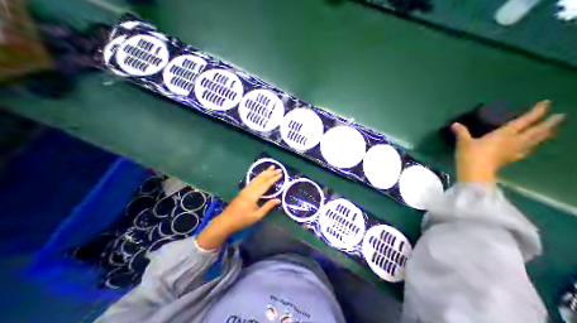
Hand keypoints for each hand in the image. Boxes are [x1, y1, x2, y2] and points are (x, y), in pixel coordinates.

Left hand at [197, 165, 281, 251]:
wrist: (227, 221)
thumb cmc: (242, 220)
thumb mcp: (257, 215)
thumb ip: (267, 206)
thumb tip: (278, 200)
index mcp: (253, 195)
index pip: (265, 185)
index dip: (273, 179)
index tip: (280, 174)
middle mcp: (249, 190)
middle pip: (260, 179)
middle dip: (269, 173)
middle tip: (278, 168)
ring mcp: (245, 190)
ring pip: (256, 179)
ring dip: (264, 173)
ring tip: (271, 168)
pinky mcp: (243, 191)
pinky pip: (252, 181)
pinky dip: (258, 177)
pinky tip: (261, 176)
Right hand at [451, 100, 563, 181]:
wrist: (475, 174)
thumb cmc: (471, 155)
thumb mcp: (464, 142)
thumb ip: (461, 132)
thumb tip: (455, 125)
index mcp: (504, 134)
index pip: (524, 121)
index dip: (536, 112)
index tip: (546, 103)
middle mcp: (514, 141)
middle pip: (536, 132)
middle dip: (549, 123)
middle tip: (562, 116)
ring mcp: (514, 152)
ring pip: (535, 142)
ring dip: (546, 135)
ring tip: (553, 130)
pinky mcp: (511, 160)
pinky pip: (527, 151)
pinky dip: (533, 147)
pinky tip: (533, 146)